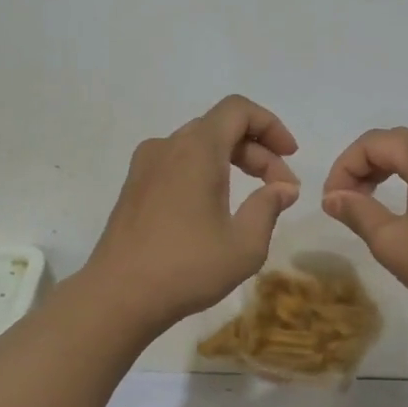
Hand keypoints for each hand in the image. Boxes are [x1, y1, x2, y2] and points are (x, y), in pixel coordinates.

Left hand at [84, 95, 300, 330]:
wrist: (118, 296)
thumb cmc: (187, 268)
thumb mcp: (244, 244)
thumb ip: (269, 207)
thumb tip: (283, 188)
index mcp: (196, 149)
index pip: (238, 110)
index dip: (270, 125)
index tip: (290, 156)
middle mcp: (168, 146)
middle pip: (220, 128)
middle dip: (257, 152)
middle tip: (281, 189)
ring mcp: (145, 166)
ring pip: (198, 146)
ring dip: (231, 162)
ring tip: (252, 199)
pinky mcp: (133, 188)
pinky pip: (177, 163)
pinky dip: (204, 172)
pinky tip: (214, 208)